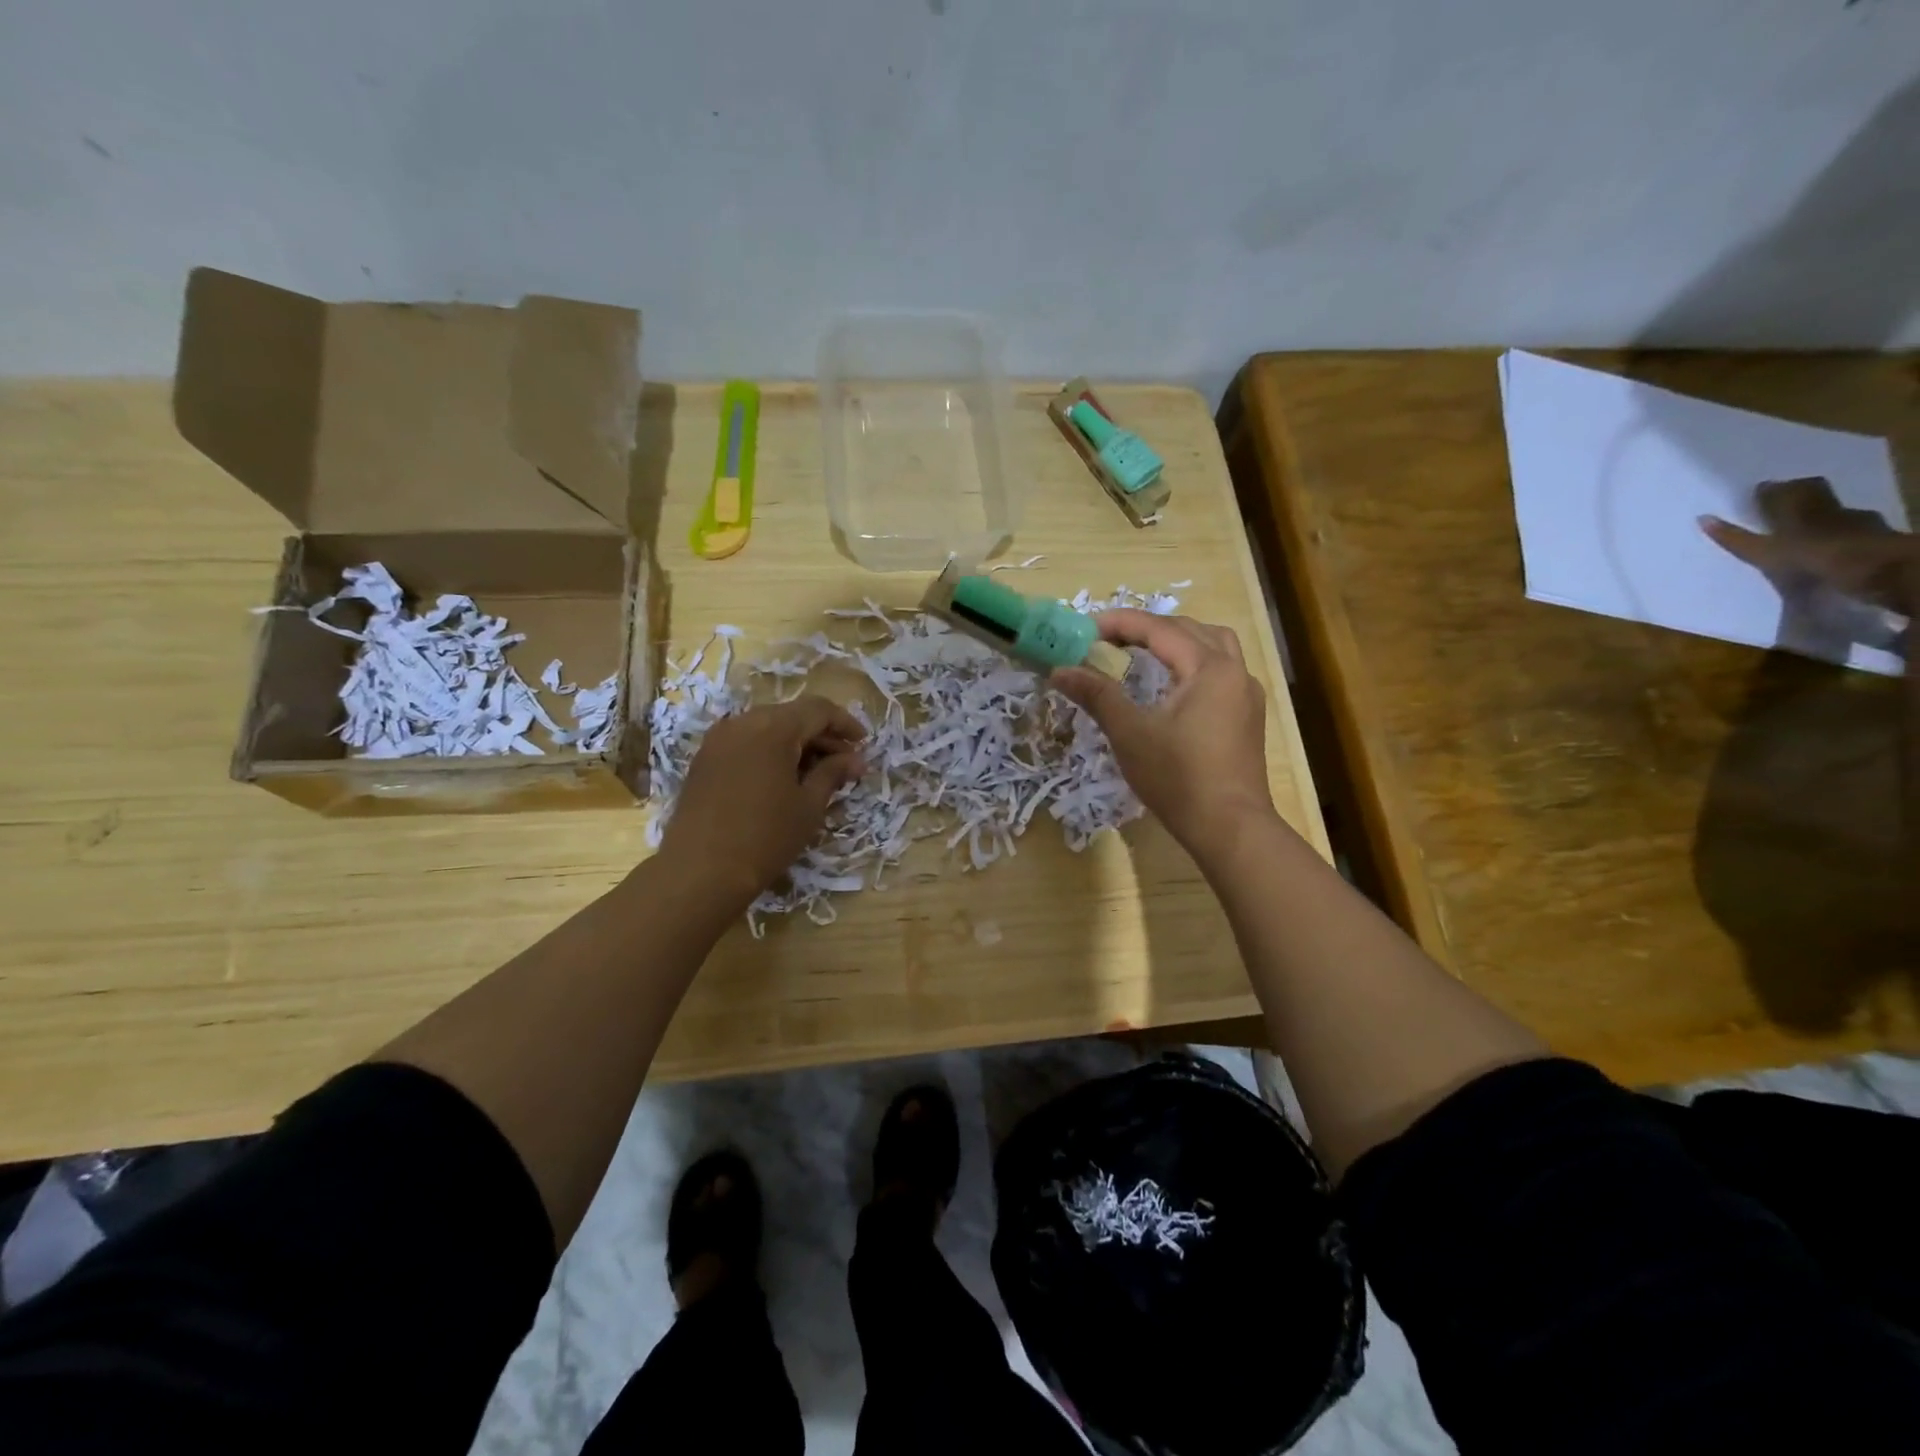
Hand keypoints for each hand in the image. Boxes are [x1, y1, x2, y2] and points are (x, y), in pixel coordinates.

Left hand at [658, 696, 864, 910]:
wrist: (700, 871)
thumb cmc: (766, 837)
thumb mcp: (809, 806)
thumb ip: (833, 774)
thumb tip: (856, 759)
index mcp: (773, 727)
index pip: (818, 710)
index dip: (845, 724)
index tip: (864, 745)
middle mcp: (743, 723)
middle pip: (791, 715)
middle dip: (821, 735)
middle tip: (844, 764)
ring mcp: (718, 740)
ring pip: (767, 728)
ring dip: (795, 744)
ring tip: (815, 774)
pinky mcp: (703, 760)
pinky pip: (745, 743)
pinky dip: (769, 753)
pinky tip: (781, 779)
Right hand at [1051, 610, 1274, 856]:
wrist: (1230, 828)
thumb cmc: (1178, 778)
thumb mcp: (1129, 733)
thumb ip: (1096, 694)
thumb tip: (1059, 670)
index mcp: (1209, 668)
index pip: (1160, 629)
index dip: (1120, 623)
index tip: (1085, 628)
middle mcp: (1235, 671)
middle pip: (1189, 630)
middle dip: (1147, 628)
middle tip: (1109, 639)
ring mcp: (1246, 694)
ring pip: (1213, 646)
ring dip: (1177, 640)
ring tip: (1144, 652)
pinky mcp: (1248, 717)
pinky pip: (1221, 670)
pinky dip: (1193, 662)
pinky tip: (1173, 684)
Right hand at [1702, 477, 1919, 614]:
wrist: (1881, 568)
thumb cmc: (1814, 556)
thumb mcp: (1765, 552)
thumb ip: (1735, 538)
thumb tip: (1702, 518)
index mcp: (1799, 508)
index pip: (1782, 491)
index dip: (1769, 490)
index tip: (1759, 491)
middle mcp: (1827, 508)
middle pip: (1813, 492)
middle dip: (1799, 492)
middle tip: (1784, 498)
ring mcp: (1857, 521)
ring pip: (1835, 509)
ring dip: (1822, 512)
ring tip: (1808, 521)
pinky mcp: (1875, 537)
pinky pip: (1855, 527)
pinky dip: (1843, 530)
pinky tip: (1837, 539)